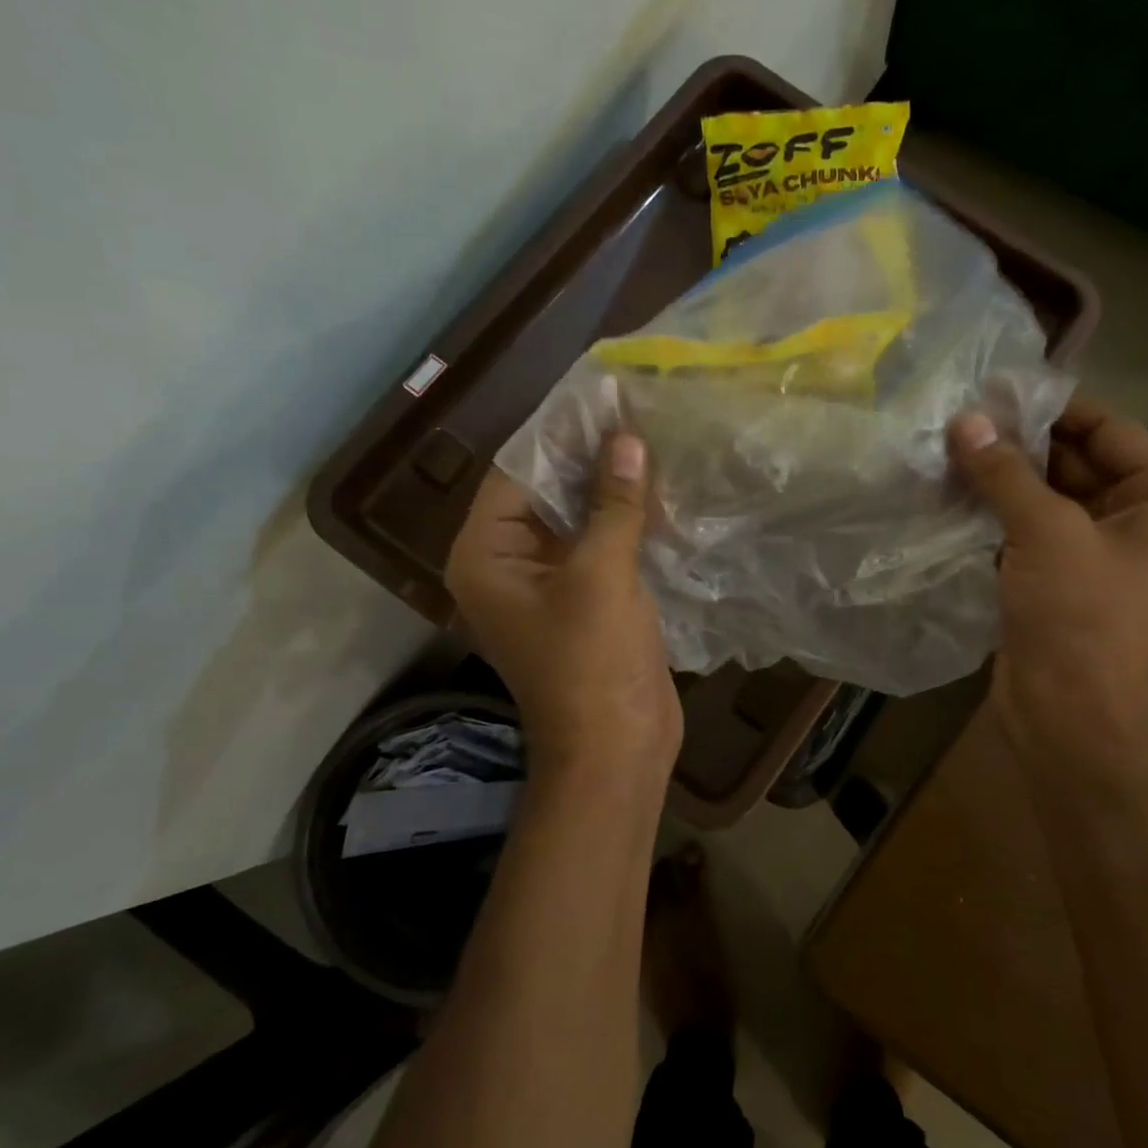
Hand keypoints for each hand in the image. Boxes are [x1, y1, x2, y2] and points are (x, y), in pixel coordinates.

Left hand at [445, 433, 681, 797]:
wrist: (617, 749)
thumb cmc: (593, 663)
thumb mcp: (601, 576)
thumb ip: (613, 504)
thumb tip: (627, 439)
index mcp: (487, 555)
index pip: (516, 473)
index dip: (559, 435)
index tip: (602, 398)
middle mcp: (509, 564)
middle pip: (546, 493)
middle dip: (589, 458)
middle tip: (635, 412)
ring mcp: (550, 583)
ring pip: (578, 519)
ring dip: (611, 487)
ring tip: (652, 439)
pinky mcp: (586, 600)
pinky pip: (600, 546)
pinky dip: (624, 520)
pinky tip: (660, 490)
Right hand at [948, 397, 1147, 792]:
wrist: (1071, 718)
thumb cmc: (1080, 617)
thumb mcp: (1047, 532)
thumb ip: (1005, 472)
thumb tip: (964, 421)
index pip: (1111, 432)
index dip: (1057, 408)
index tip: (1000, 391)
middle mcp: (1136, 525)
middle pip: (1076, 464)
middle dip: (1021, 445)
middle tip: (961, 421)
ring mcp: (1094, 558)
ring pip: (1046, 501)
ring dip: (1002, 482)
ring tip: (948, 452)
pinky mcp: (1057, 585)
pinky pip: (1027, 535)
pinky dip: (995, 517)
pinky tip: (952, 498)